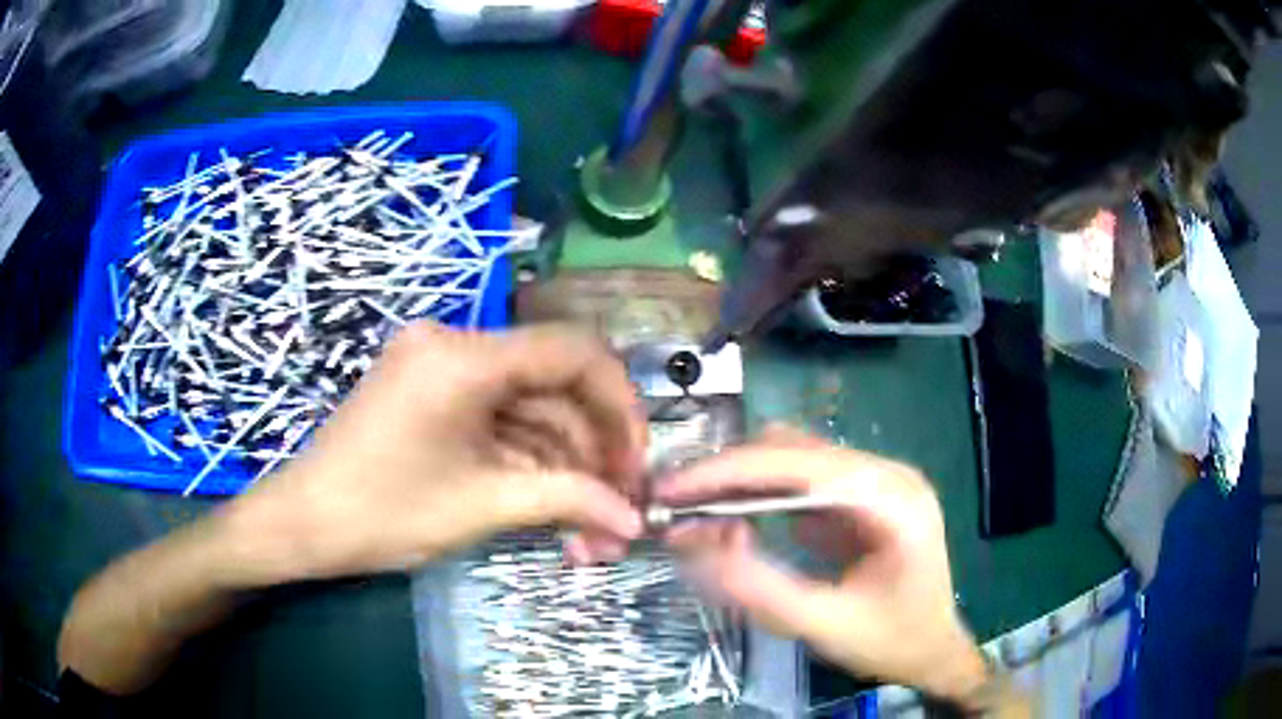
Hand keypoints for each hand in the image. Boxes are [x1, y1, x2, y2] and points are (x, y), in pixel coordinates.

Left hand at [218, 322, 647, 583]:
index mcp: (463, 356)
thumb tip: (635, 519)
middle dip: (592, 449)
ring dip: (563, 464)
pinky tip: (551, 505)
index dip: (619, 402)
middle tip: (617, 508)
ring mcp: (440, 367)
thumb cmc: (382, 512)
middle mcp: (454, 343)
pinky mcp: (431, 392)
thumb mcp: (481, 505)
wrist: (302, 523)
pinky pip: (497, 417)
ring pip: (528, 407)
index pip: (572, 351)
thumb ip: (568, 500)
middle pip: (553, 384)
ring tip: (589, 528)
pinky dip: (527, 458)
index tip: (637, 459)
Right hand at [656, 426, 988, 702]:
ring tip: (691, 507)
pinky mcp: (860, 497)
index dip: (730, 470)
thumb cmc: (890, 641)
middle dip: (728, 472)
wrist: (933, 650)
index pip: (801, 463)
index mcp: (892, 499)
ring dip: (739, 479)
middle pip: (795, 450)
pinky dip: (758, 494)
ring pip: (793, 458)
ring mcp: (875, 482)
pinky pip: (800, 481)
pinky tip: (728, 516)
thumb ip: (758, 588)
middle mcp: (886, 474)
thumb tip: (692, 542)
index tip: (671, 489)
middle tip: (672, 502)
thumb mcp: (823, 624)